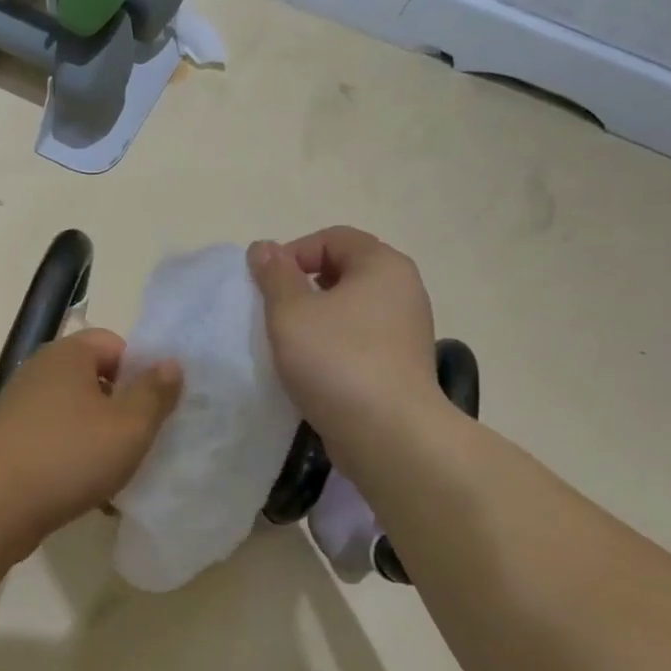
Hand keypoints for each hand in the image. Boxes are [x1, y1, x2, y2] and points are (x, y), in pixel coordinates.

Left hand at [0, 329, 182, 556]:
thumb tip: (171, 363)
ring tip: (120, 476)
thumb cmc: (68, 456)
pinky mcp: (10, 443)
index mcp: (68, 355)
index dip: (141, 371)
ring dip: (102, 442)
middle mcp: (40, 373)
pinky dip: (75, 462)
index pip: (114, 343)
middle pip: (96, 381)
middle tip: (144, 442)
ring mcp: (21, 409)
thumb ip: (155, 393)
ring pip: (77, 417)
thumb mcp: (129, 426)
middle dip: (123, 411)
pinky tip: (91, 496)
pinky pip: (56, 443)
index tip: (155, 407)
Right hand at [248, 228, 445, 449]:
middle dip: (304, 285)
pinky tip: (313, 368)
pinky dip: (334, 344)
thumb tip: (263, 247)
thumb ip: (274, 275)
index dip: (293, 253)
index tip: (267, 286)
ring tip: (290, 343)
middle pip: (344, 270)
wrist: (389, 433)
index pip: (332, 237)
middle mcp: (403, 289)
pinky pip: (360, 339)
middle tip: (276, 313)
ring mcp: (406, 329)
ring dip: (317, 318)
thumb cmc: (337, 361)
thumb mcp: (291, 312)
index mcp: (382, 265)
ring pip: (351, 308)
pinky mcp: (401, 364)